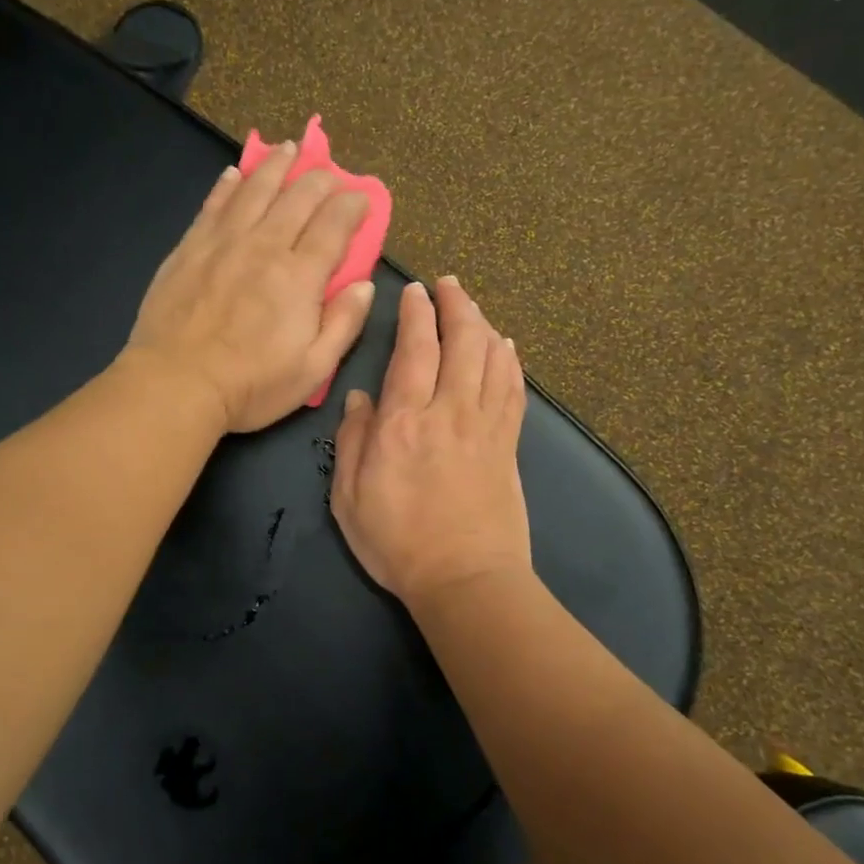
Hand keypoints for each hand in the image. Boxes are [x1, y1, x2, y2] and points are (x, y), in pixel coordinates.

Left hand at [126, 142, 375, 432]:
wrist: (176, 383)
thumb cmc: (251, 385)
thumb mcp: (313, 369)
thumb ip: (344, 324)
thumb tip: (365, 285)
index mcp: (300, 276)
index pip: (334, 225)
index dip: (352, 206)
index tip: (362, 200)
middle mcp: (265, 246)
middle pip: (298, 197)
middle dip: (320, 179)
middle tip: (330, 174)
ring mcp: (223, 242)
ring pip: (255, 190)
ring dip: (276, 166)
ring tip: (288, 148)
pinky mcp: (190, 248)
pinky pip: (213, 205)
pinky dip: (228, 185)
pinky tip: (235, 174)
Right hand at [331, 277, 531, 603]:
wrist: (465, 580)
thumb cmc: (397, 542)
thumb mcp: (350, 497)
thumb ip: (352, 441)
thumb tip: (359, 397)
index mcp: (403, 422)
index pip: (413, 350)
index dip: (416, 314)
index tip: (415, 290)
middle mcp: (448, 412)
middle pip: (461, 343)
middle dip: (455, 305)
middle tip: (448, 284)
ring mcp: (485, 427)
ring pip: (491, 359)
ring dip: (483, 324)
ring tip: (472, 305)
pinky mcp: (507, 445)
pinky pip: (513, 390)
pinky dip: (510, 361)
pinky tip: (507, 346)